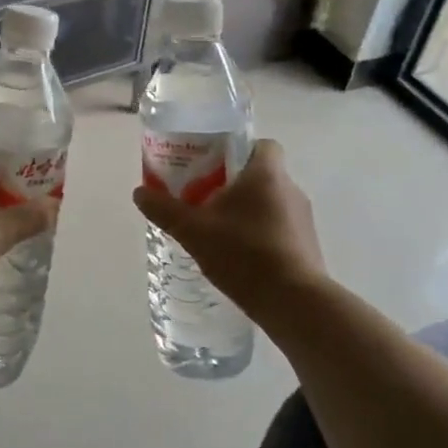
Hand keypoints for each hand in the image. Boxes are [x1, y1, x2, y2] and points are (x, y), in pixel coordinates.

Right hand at [133, 139, 324, 315]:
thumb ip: (165, 210)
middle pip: (262, 174)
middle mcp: (290, 189)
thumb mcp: (193, 231)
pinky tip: (239, 255)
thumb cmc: (244, 254)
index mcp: (267, 174)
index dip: (238, 150)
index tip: (214, 165)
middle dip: (234, 184)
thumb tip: (139, 192)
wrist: (294, 302)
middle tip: (204, 198)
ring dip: (247, 211)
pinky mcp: (308, 245)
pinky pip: (280, 227)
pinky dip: (260, 234)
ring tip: (218, 230)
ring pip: (271, 202)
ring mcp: (303, 218)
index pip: (261, 144)